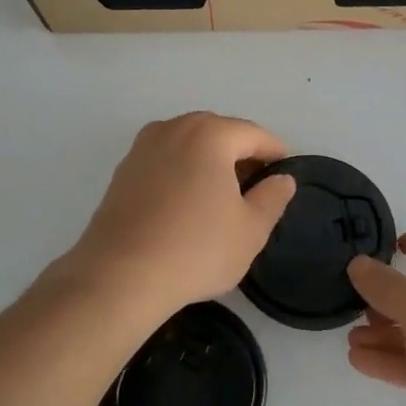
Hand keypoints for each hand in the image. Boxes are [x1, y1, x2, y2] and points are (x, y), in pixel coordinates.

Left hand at [57, 113, 296, 319]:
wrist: (119, 276)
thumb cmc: (196, 249)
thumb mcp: (250, 229)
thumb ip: (272, 198)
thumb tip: (282, 179)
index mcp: (209, 134)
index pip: (254, 134)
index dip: (275, 153)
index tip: (285, 175)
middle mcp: (173, 129)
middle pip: (219, 134)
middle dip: (240, 156)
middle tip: (256, 189)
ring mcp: (141, 148)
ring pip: (188, 147)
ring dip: (209, 165)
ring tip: (222, 200)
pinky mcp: (121, 172)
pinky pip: (164, 163)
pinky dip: (182, 175)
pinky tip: (187, 207)